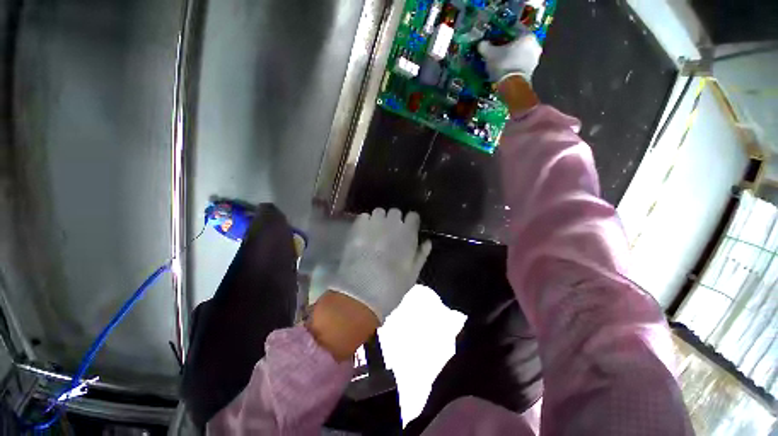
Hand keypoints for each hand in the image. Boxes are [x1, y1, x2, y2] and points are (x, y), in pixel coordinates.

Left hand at [329, 208, 431, 322]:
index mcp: (408, 234)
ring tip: (375, 232)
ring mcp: (373, 224)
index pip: (413, 216)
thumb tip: (428, 242)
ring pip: (379, 212)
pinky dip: (365, 223)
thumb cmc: (392, 287)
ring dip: (379, 220)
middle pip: (395, 212)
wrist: (361, 293)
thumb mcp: (413, 274)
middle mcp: (392, 223)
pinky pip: (363, 217)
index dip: (411, 222)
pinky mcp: (357, 227)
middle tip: (390, 233)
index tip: (408, 230)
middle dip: (394, 220)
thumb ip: (421, 254)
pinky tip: (363, 234)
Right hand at [478, 32, 542, 83]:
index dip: (504, 32)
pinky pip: (522, 64)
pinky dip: (515, 65)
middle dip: (510, 45)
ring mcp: (535, 59)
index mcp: (527, 35)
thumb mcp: (490, 54)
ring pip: (522, 53)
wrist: (512, 86)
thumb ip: (485, 46)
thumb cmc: (503, 64)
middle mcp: (535, 44)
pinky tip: (506, 69)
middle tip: (499, 50)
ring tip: (502, 61)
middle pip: (520, 42)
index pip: (515, 28)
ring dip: (513, 56)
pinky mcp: (532, 71)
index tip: (497, 36)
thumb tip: (481, 44)